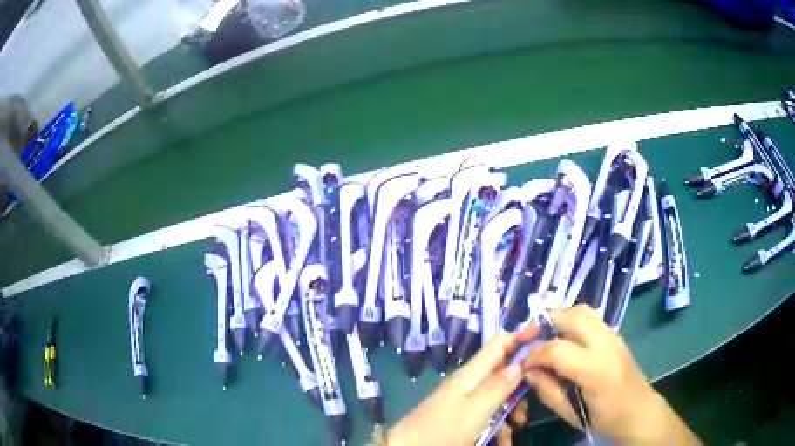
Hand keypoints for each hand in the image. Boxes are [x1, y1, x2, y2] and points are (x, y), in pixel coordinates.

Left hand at [387, 329, 538, 445]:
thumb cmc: (440, 430)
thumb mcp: (472, 412)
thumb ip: (496, 388)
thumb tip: (520, 364)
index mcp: (471, 374)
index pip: (499, 343)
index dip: (522, 336)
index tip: (547, 337)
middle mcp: (470, 382)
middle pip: (504, 368)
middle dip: (522, 379)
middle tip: (537, 393)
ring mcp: (467, 399)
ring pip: (500, 392)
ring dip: (514, 405)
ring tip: (519, 422)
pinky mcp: (465, 415)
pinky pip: (490, 410)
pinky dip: (501, 419)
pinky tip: (505, 435)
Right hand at [523, 305, 700, 444]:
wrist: (638, 410)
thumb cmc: (605, 417)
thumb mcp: (571, 413)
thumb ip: (548, 391)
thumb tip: (529, 371)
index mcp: (594, 370)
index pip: (557, 350)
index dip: (534, 354)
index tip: (523, 364)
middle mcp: (605, 345)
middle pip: (572, 316)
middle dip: (546, 323)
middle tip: (531, 338)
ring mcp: (613, 336)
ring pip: (583, 310)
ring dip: (560, 317)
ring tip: (546, 335)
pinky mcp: (616, 334)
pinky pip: (591, 318)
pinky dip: (573, 321)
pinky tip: (566, 339)